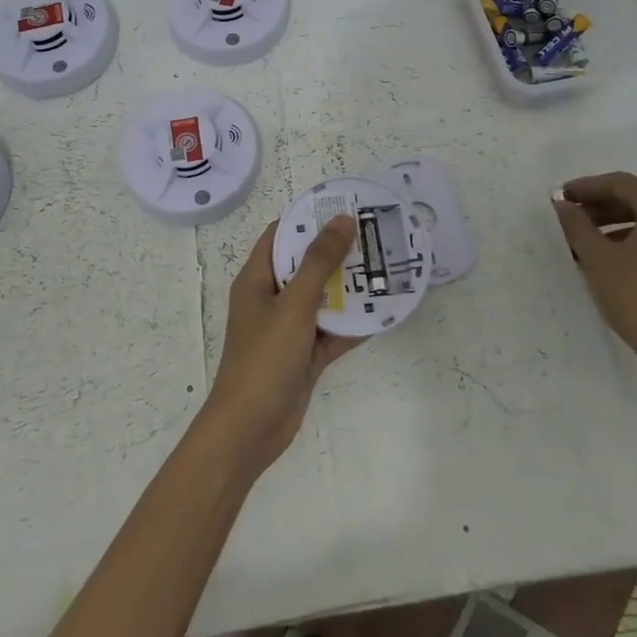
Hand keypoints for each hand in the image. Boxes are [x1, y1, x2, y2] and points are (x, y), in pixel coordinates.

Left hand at [200, 216, 360, 475]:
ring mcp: (288, 329)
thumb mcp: (293, 304)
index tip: (343, 206)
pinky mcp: (304, 355)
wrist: (250, 429)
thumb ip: (319, 262)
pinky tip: (384, 312)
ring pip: (322, 299)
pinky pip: (331, 332)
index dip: (308, 218)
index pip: (280, 236)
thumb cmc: (264, 358)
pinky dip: (353, 324)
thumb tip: (342, 219)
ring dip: (349, 287)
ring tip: (385, 267)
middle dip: (337, 252)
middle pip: (305, 265)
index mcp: (256, 279)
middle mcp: (271, 299)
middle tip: (374, 235)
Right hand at [552, 173, 636, 405]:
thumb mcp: (599, 260)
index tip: (561, 196)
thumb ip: (577, 225)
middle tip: (572, 216)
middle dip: (603, 206)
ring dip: (622, 224)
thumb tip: (563, 204)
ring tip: (590, 240)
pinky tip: (619, 256)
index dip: (587, 187)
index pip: (621, 184)